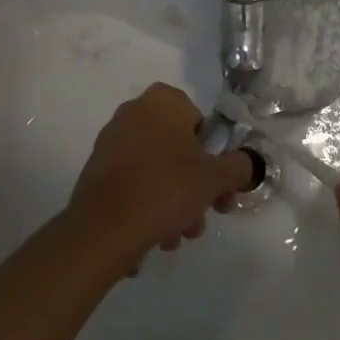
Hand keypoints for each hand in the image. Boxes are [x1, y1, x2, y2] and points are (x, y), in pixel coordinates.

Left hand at [68, 83, 255, 267]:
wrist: (103, 229)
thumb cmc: (166, 188)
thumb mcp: (216, 178)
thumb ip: (238, 166)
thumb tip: (244, 164)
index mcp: (163, 101)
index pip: (201, 124)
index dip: (214, 158)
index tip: (218, 188)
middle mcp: (134, 112)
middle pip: (178, 150)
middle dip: (193, 188)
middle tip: (201, 219)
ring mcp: (111, 141)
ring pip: (156, 170)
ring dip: (173, 202)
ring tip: (175, 239)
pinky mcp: (95, 170)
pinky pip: (133, 183)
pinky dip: (146, 204)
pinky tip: (153, 236)